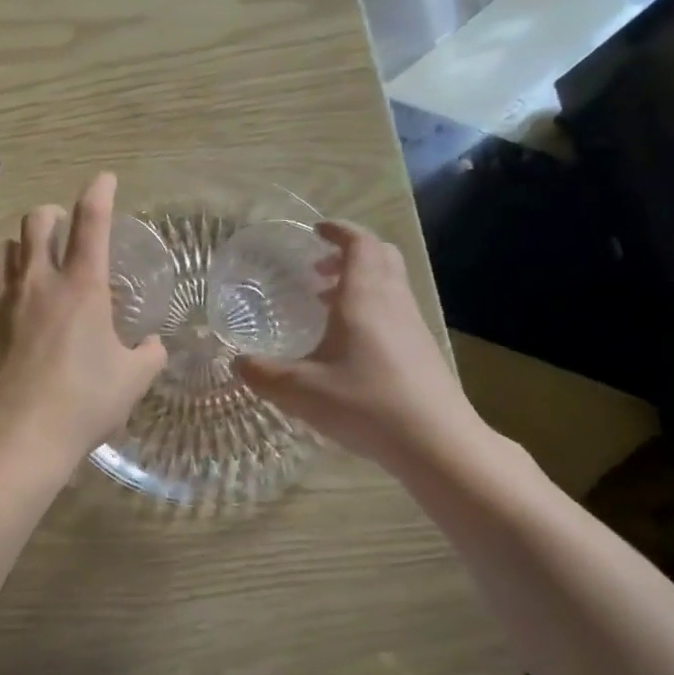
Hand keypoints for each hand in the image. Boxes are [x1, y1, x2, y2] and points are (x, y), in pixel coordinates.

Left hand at [0, 172, 167, 465]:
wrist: (16, 436)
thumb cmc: (82, 404)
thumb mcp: (131, 380)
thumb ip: (148, 355)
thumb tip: (153, 345)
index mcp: (81, 287)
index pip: (91, 222)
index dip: (99, 192)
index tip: (104, 180)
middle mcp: (37, 281)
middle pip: (36, 221)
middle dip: (52, 215)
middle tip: (63, 230)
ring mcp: (0, 300)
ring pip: (1, 246)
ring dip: (19, 245)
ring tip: (31, 261)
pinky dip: (1, 283)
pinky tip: (10, 304)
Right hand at [235, 221, 486, 470]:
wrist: (436, 443)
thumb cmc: (366, 404)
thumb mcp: (301, 391)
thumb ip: (263, 374)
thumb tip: (237, 362)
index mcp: (365, 297)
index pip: (360, 243)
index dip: (339, 231)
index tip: (316, 231)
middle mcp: (393, 302)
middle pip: (381, 256)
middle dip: (350, 253)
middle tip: (318, 269)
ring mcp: (413, 326)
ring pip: (390, 285)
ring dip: (359, 283)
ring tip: (326, 306)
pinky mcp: (422, 351)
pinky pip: (394, 311)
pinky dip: (370, 309)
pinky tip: (348, 346)